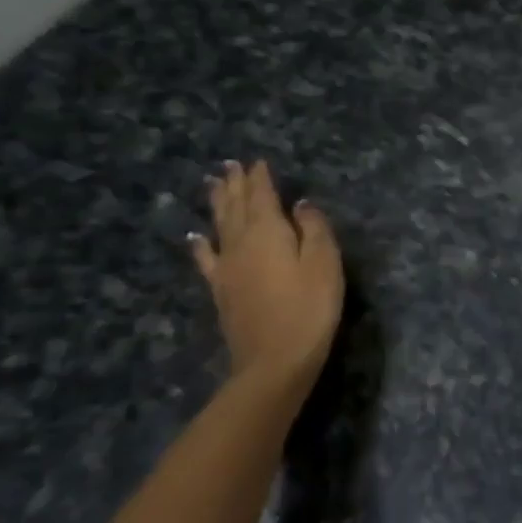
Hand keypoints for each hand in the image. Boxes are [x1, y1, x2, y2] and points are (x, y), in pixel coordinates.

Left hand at [190, 161, 343, 388]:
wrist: (274, 361)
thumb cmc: (309, 308)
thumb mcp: (324, 263)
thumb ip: (314, 229)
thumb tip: (301, 205)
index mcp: (268, 232)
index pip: (262, 196)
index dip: (260, 178)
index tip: (257, 161)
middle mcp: (241, 243)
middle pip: (236, 206)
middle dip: (235, 184)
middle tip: (230, 165)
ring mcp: (227, 268)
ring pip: (219, 226)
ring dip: (217, 204)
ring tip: (214, 185)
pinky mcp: (221, 291)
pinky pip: (207, 259)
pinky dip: (201, 245)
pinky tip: (196, 237)